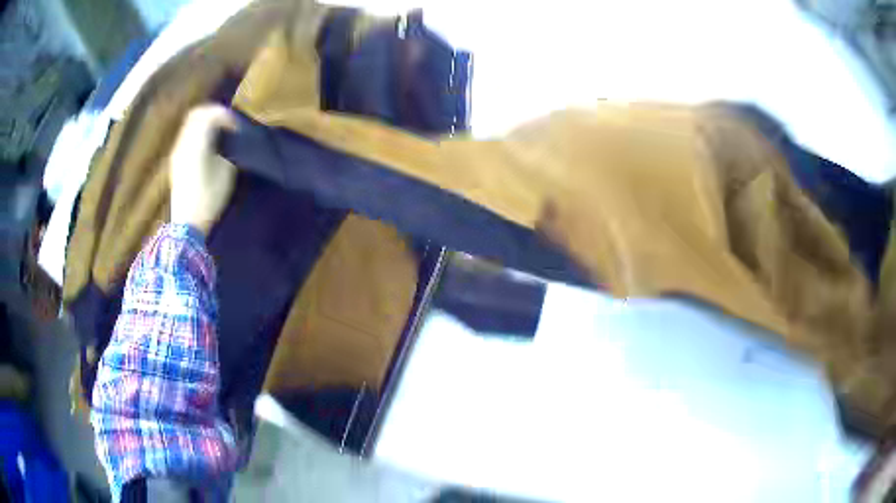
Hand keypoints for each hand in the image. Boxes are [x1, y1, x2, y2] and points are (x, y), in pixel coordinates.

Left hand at [169, 104, 237, 235]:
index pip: (210, 115)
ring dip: (205, 122)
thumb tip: (229, 139)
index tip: (237, 128)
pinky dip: (198, 132)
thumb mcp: (226, 173)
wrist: (187, 224)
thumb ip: (228, 149)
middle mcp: (184, 143)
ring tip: (220, 133)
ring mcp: (177, 151)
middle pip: (197, 114)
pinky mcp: (176, 160)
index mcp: (197, 144)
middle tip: (228, 124)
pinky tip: (208, 144)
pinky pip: (187, 135)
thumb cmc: (209, 199)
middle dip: (214, 113)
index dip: (226, 116)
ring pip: (190, 123)